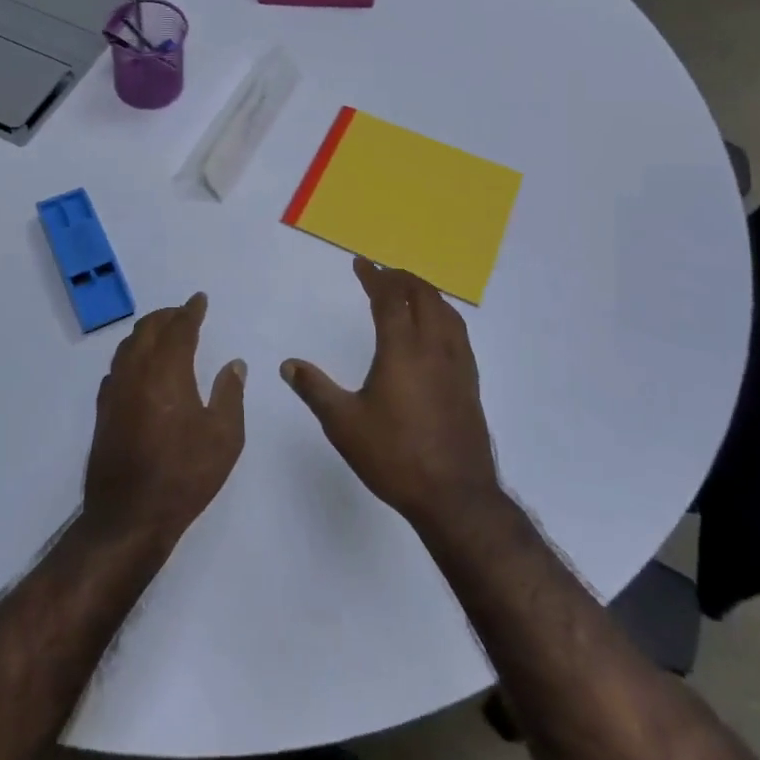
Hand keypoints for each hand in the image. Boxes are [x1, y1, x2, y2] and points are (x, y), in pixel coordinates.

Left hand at [82, 293, 245, 549]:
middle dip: (167, 316)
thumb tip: (234, 364)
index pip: (179, 328)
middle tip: (183, 312)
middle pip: (148, 329)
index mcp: (168, 371)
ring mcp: (115, 391)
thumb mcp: (224, 437)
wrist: (129, 517)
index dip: (191, 311)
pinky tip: (139, 367)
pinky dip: (132, 355)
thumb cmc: (184, 475)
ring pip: (128, 346)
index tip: (200, 299)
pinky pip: (117, 367)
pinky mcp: (103, 411)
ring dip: (147, 332)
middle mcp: (137, 372)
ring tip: (163, 332)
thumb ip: (230, 394)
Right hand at [282, 259, 502, 534]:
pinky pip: (458, 333)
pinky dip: (443, 316)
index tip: (361, 263)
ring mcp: (458, 365)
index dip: (374, 276)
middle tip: (383, 274)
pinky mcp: (470, 383)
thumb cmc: (395, 457)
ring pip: (446, 312)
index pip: (389, 299)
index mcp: (402, 350)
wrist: (455, 496)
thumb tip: (288, 365)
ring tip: (409, 292)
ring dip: (426, 293)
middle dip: (402, 278)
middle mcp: (434, 348)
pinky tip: (437, 331)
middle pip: (423, 296)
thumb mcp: (344, 424)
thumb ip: (315, 390)